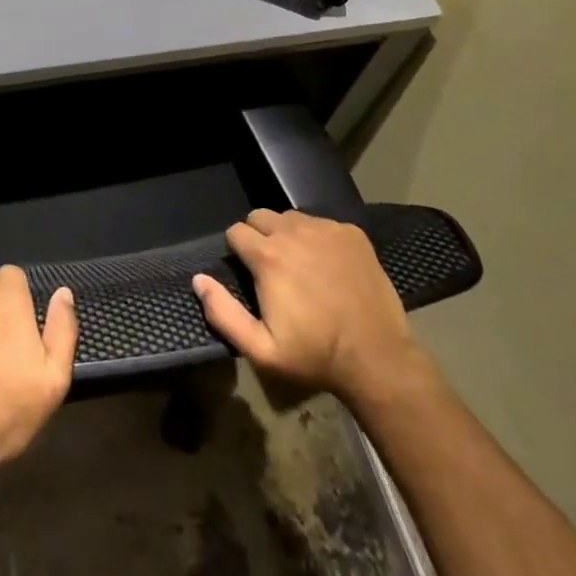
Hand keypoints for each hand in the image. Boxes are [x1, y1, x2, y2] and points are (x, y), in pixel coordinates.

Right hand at [192, 209, 431, 411]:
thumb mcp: (261, 350)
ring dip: (287, 234)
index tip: (249, 274)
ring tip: (300, 265)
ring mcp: (325, 229)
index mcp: (268, 256)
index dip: (237, 251)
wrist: (377, 358)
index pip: (235, 232)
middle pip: (260, 216)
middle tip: (271, 268)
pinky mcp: (351, 233)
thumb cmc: (315, 356)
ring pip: (291, 217)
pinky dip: (318, 238)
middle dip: (258, 237)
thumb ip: (223, 313)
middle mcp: (293, 231)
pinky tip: (329, 265)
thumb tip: (198, 279)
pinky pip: (322, 223)